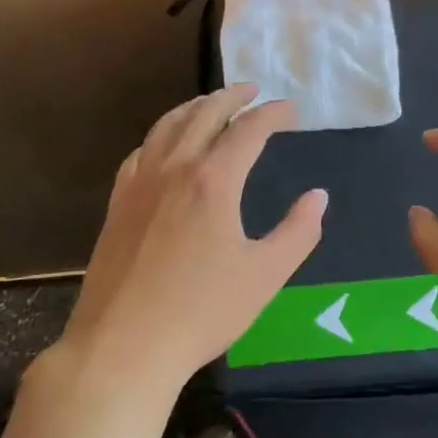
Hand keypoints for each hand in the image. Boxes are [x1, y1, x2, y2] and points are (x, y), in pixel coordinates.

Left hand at [60, 84, 325, 389]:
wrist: (122, 347)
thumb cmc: (201, 311)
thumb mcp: (265, 275)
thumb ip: (298, 232)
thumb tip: (318, 197)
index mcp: (214, 180)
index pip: (248, 130)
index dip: (272, 114)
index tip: (290, 109)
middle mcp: (175, 169)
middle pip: (204, 114)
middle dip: (232, 97)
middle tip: (252, 90)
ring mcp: (140, 184)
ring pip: (168, 126)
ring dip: (194, 107)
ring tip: (211, 103)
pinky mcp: (118, 204)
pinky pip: (142, 151)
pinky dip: (162, 135)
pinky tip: (166, 145)